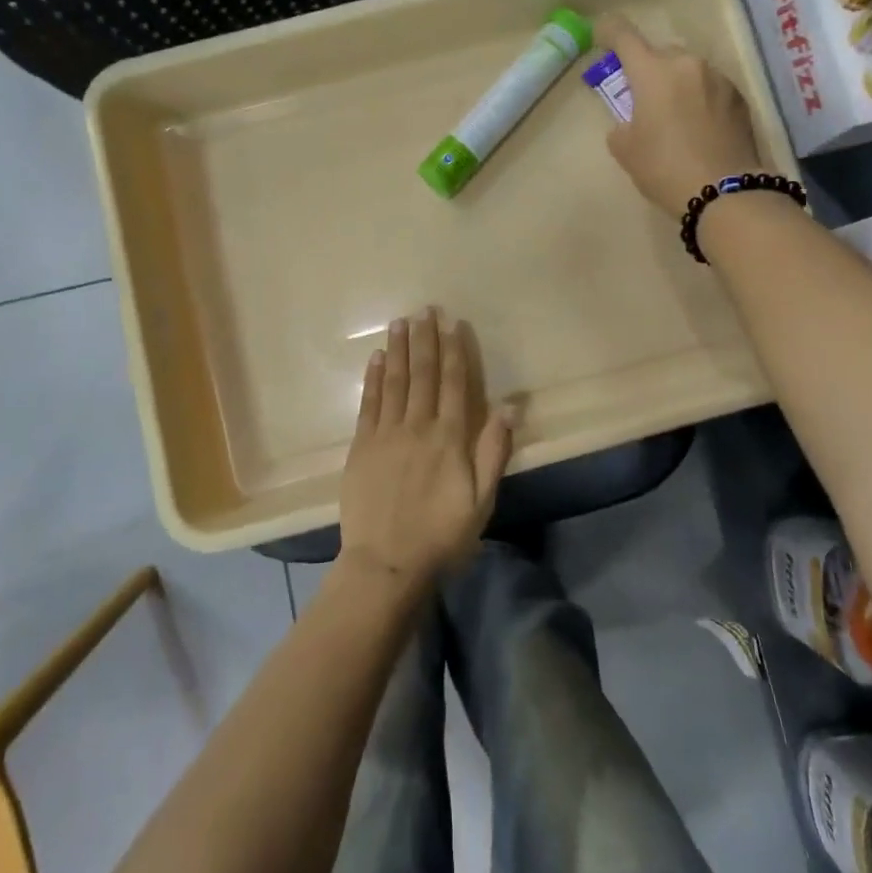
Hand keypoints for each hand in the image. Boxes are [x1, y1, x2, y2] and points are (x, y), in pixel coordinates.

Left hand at [337, 310, 514, 589]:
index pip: (453, 383)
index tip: (454, 324)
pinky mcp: (361, 446)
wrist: (386, 563)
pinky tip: (376, 358)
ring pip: (394, 381)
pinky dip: (373, 378)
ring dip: (398, 349)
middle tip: (424, 309)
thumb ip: (493, 451)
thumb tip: (510, 407)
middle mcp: (417, 426)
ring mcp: (385, 434)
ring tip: (400, 321)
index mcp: (449, 438)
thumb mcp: (481, 500)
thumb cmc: (442, 535)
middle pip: (422, 374)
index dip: (454, 351)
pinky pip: (368, 403)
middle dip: (425, 339)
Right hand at [597, 15, 761, 215]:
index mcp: (653, 72)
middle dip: (648, 70)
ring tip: (674, 117)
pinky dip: (699, 99)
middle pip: (660, 54)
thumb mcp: (625, 150)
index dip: (609, 32)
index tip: (601, 36)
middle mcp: (688, 64)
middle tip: (642, 98)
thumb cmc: (664, 168)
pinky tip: (699, 128)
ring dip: (677, 84)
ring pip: (689, 70)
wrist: (725, 192)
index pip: (624, 36)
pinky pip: (710, 87)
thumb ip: (622, 124)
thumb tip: (632, 120)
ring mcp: (719, 78)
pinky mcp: (740, 97)